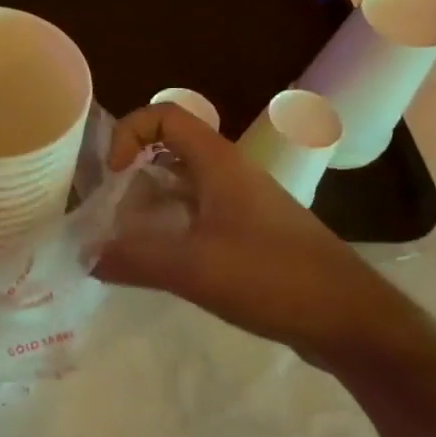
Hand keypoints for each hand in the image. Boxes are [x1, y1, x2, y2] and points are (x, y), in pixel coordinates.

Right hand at [96, 104, 421, 371]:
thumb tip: (84, 255)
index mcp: (218, 162)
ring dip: (148, 207)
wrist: (351, 320)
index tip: (114, 177)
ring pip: (181, 188)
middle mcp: (229, 174)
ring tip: (124, 243)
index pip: (164, 116)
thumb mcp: (192, 268)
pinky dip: (170, 230)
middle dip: (131, 177)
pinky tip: (158, 265)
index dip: (129, 134)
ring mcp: (242, 205)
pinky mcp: (250, 235)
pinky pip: (197, 217)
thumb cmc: (272, 277)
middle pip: (167, 152)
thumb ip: (132, 259)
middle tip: (108, 214)